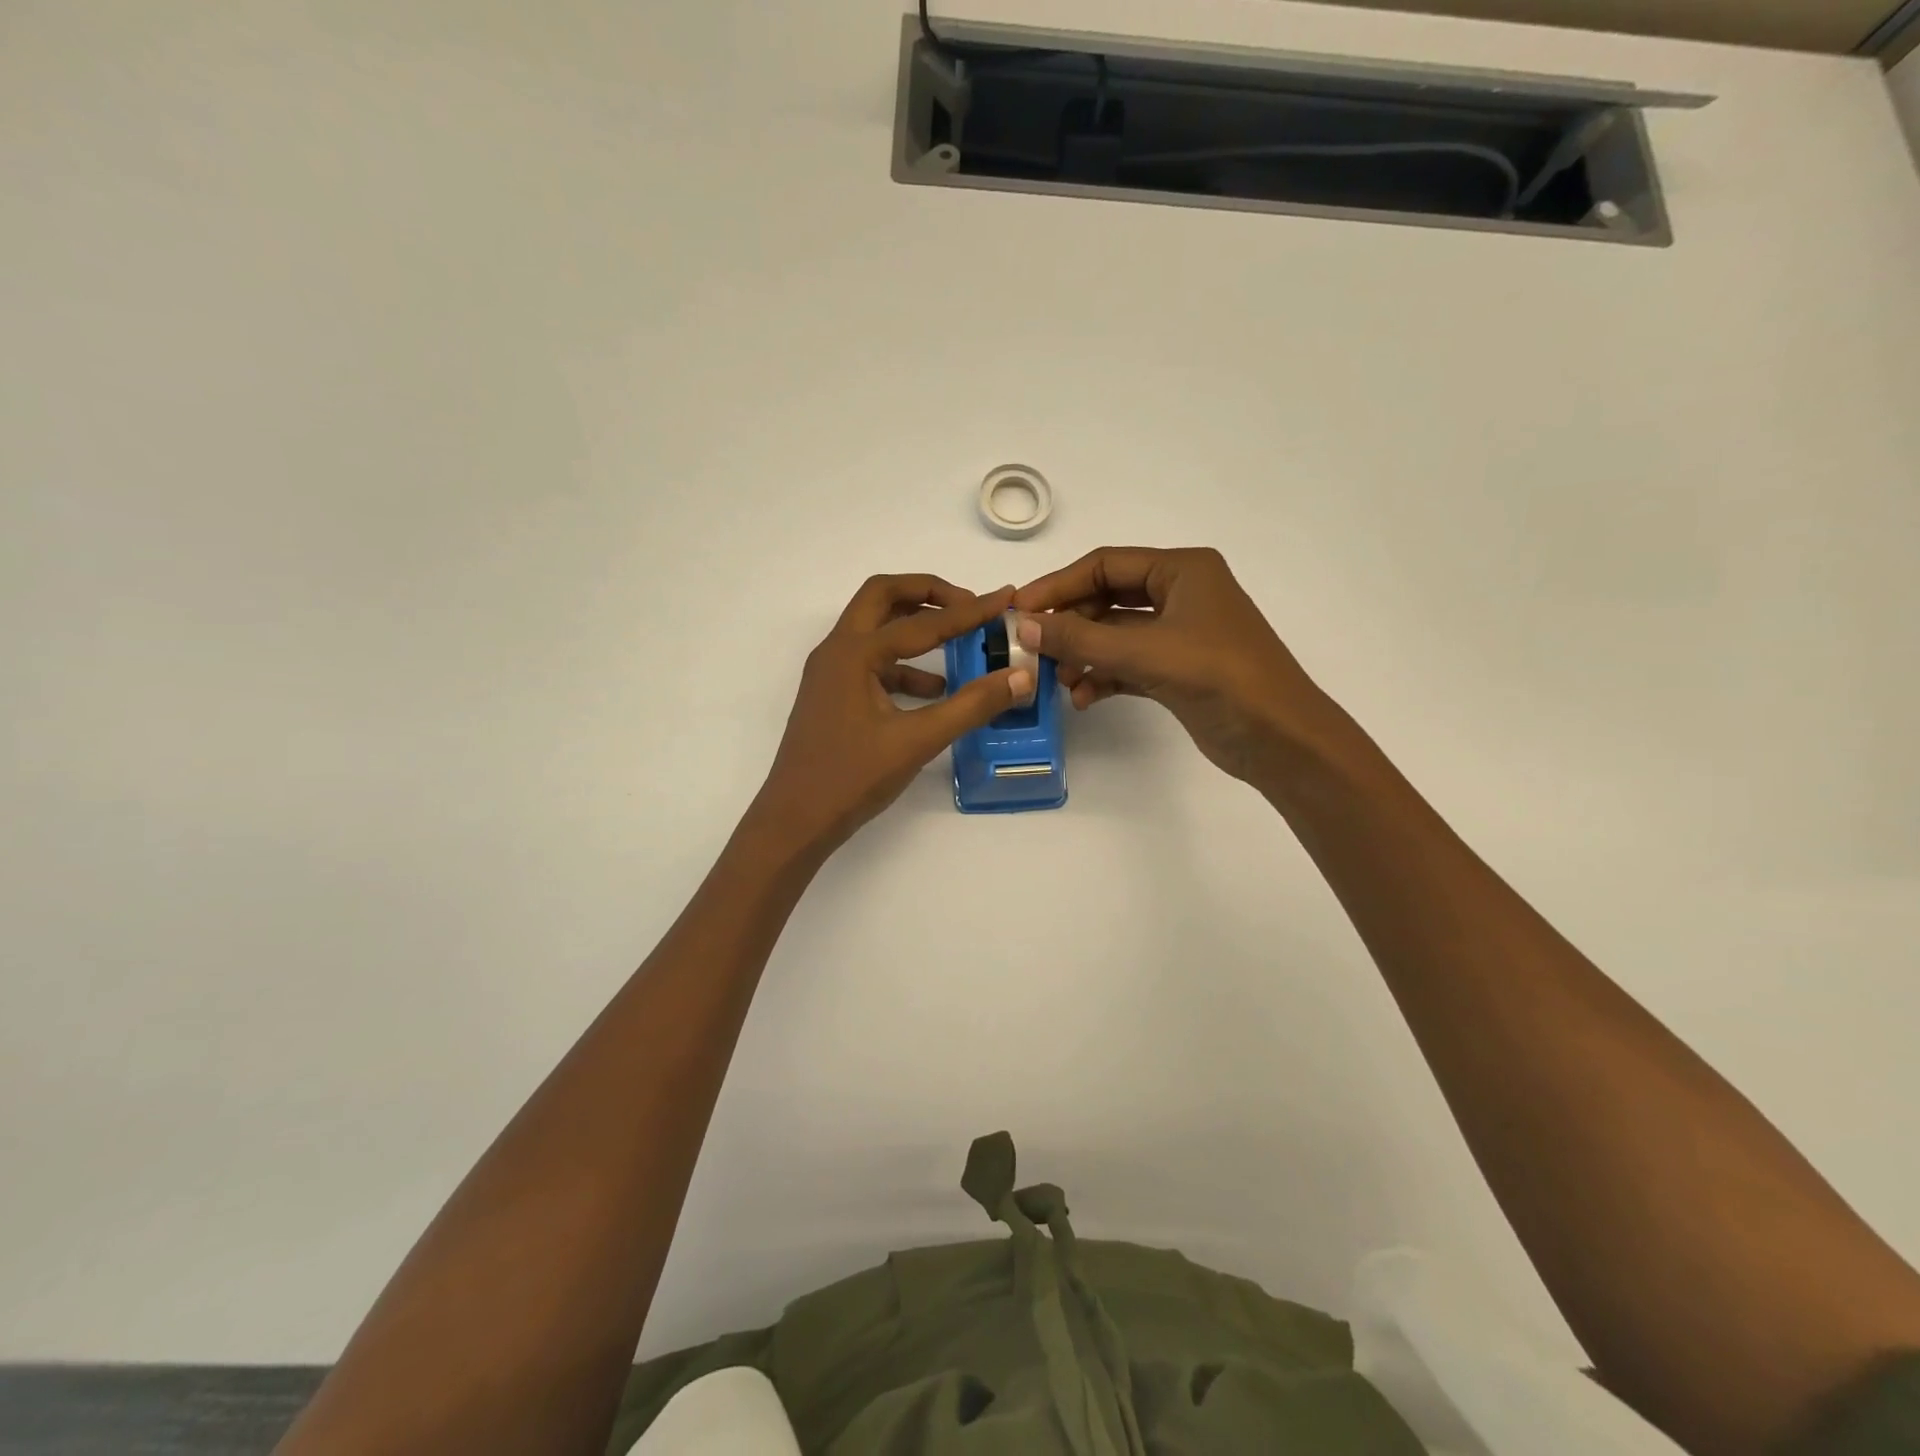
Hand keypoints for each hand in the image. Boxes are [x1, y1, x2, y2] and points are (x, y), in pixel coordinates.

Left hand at [750, 575, 1032, 854]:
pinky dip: (904, 665)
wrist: (795, 821)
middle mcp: (837, 651)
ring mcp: (830, 673)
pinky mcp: (832, 696)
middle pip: (883, 597)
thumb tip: (1020, 677)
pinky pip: (872, 663)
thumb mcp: (917, 741)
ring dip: (915, 626)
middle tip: (969, 605)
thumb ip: (971, 706)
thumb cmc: (851, 778)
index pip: (922, 622)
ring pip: (875, 629)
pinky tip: (935, 690)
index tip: (1005, 599)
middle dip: (929, 594)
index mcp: (854, 653)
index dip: (969, 610)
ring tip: (959, 642)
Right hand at [1013, 547, 1341, 787]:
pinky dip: (1104, 676)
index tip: (1019, 611)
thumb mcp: (1144, 652)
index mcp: (1182, 569)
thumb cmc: (1218, 676)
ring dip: (1084, 654)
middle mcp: (1181, 593)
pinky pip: (1128, 663)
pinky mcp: (1178, 669)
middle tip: (1034, 650)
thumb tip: (1023, 626)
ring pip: (1115, 634)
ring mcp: (1180, 633)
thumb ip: (1080, 638)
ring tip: (1060, 681)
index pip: (1103, 565)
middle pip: (1106, 598)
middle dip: (1070, 625)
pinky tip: (1084, 697)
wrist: (1279, 737)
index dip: (1057, 585)